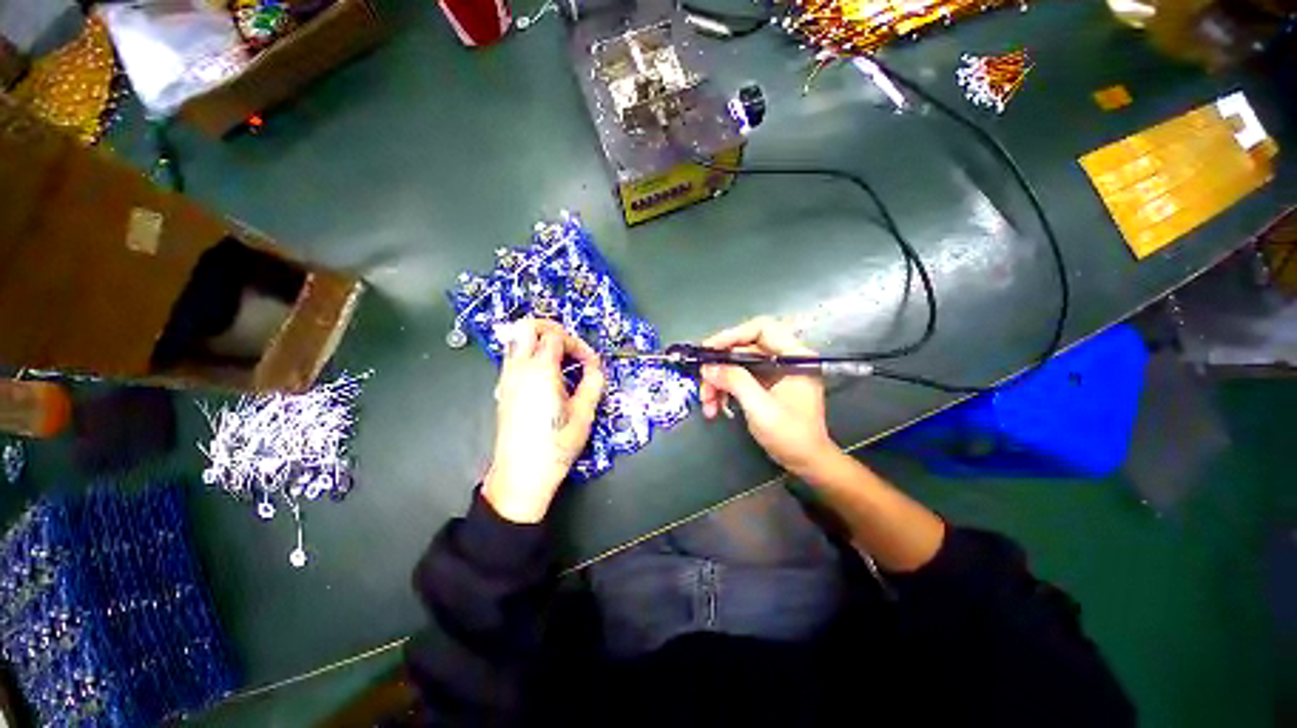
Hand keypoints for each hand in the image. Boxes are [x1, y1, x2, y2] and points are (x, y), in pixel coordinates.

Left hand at [483, 318, 605, 522]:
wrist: (522, 473)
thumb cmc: (556, 444)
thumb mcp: (584, 413)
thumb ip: (593, 382)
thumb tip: (596, 368)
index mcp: (540, 371)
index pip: (556, 336)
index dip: (577, 343)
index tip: (590, 362)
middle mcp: (519, 369)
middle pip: (527, 326)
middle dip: (551, 327)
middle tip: (570, 344)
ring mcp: (507, 378)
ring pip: (517, 340)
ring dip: (539, 341)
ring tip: (561, 360)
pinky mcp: (503, 389)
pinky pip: (514, 358)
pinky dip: (530, 355)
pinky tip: (547, 376)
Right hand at [699, 317, 838, 478]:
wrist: (807, 463)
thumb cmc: (792, 435)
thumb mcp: (761, 407)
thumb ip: (735, 382)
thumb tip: (708, 367)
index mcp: (795, 356)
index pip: (761, 329)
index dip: (733, 335)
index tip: (708, 350)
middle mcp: (785, 359)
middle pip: (744, 349)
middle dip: (720, 367)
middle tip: (703, 383)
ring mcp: (775, 373)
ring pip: (738, 366)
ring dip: (719, 382)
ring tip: (707, 404)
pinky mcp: (767, 386)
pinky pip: (740, 379)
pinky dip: (725, 390)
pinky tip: (715, 407)